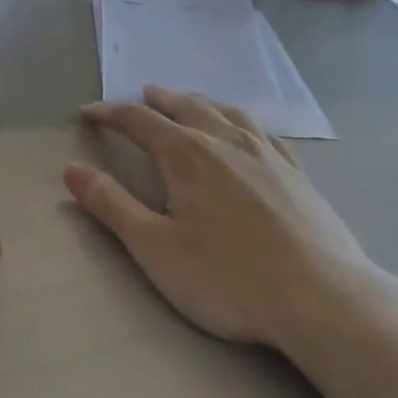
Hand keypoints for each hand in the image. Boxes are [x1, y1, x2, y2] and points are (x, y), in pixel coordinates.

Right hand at [64, 85, 368, 346]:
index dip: (110, 114)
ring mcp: (269, 156)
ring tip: (189, 102)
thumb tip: (72, 169)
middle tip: (141, 96)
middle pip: (186, 107)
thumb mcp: (154, 247)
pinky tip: (248, 133)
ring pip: (227, 113)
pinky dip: (243, 122)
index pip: (139, 121)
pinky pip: (265, 133)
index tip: (88, 112)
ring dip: (201, 102)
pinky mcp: (299, 176)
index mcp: (187, 154)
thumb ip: (111, 205)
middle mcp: (227, 142)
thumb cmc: (228, 278)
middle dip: (158, 100)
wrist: (325, 302)